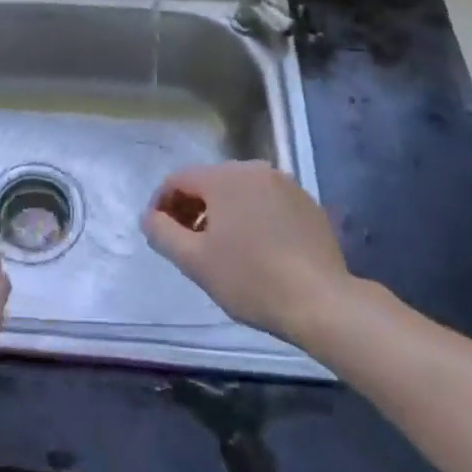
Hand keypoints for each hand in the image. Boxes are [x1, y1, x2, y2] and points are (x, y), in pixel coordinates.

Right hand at [143, 161, 355, 346]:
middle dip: (192, 208)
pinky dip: (252, 217)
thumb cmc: (251, 279)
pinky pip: (266, 202)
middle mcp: (253, 168)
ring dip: (222, 213)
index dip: (162, 204)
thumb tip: (149, 217)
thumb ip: (162, 233)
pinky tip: (257, 249)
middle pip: (209, 182)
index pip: (178, 179)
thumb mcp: (195, 261)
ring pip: (239, 191)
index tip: (160, 234)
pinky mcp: (307, 203)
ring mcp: (284, 184)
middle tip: (188, 243)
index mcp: (223, 177)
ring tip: (221, 248)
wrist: (322, 302)